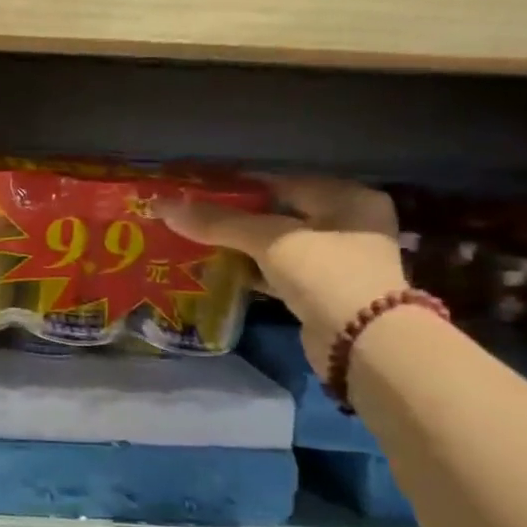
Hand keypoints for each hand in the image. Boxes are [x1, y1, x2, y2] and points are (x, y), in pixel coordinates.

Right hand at [162, 177, 408, 367]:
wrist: (363, 345)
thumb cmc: (325, 273)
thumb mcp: (270, 239)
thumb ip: (219, 222)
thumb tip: (163, 205)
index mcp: (347, 198)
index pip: (282, 182)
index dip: (239, 186)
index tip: (199, 190)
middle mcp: (348, 225)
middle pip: (279, 213)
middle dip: (237, 218)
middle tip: (193, 216)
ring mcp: (337, 262)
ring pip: (277, 245)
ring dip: (242, 246)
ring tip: (197, 241)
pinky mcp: (322, 293)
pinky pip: (278, 272)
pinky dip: (251, 271)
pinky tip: (219, 271)